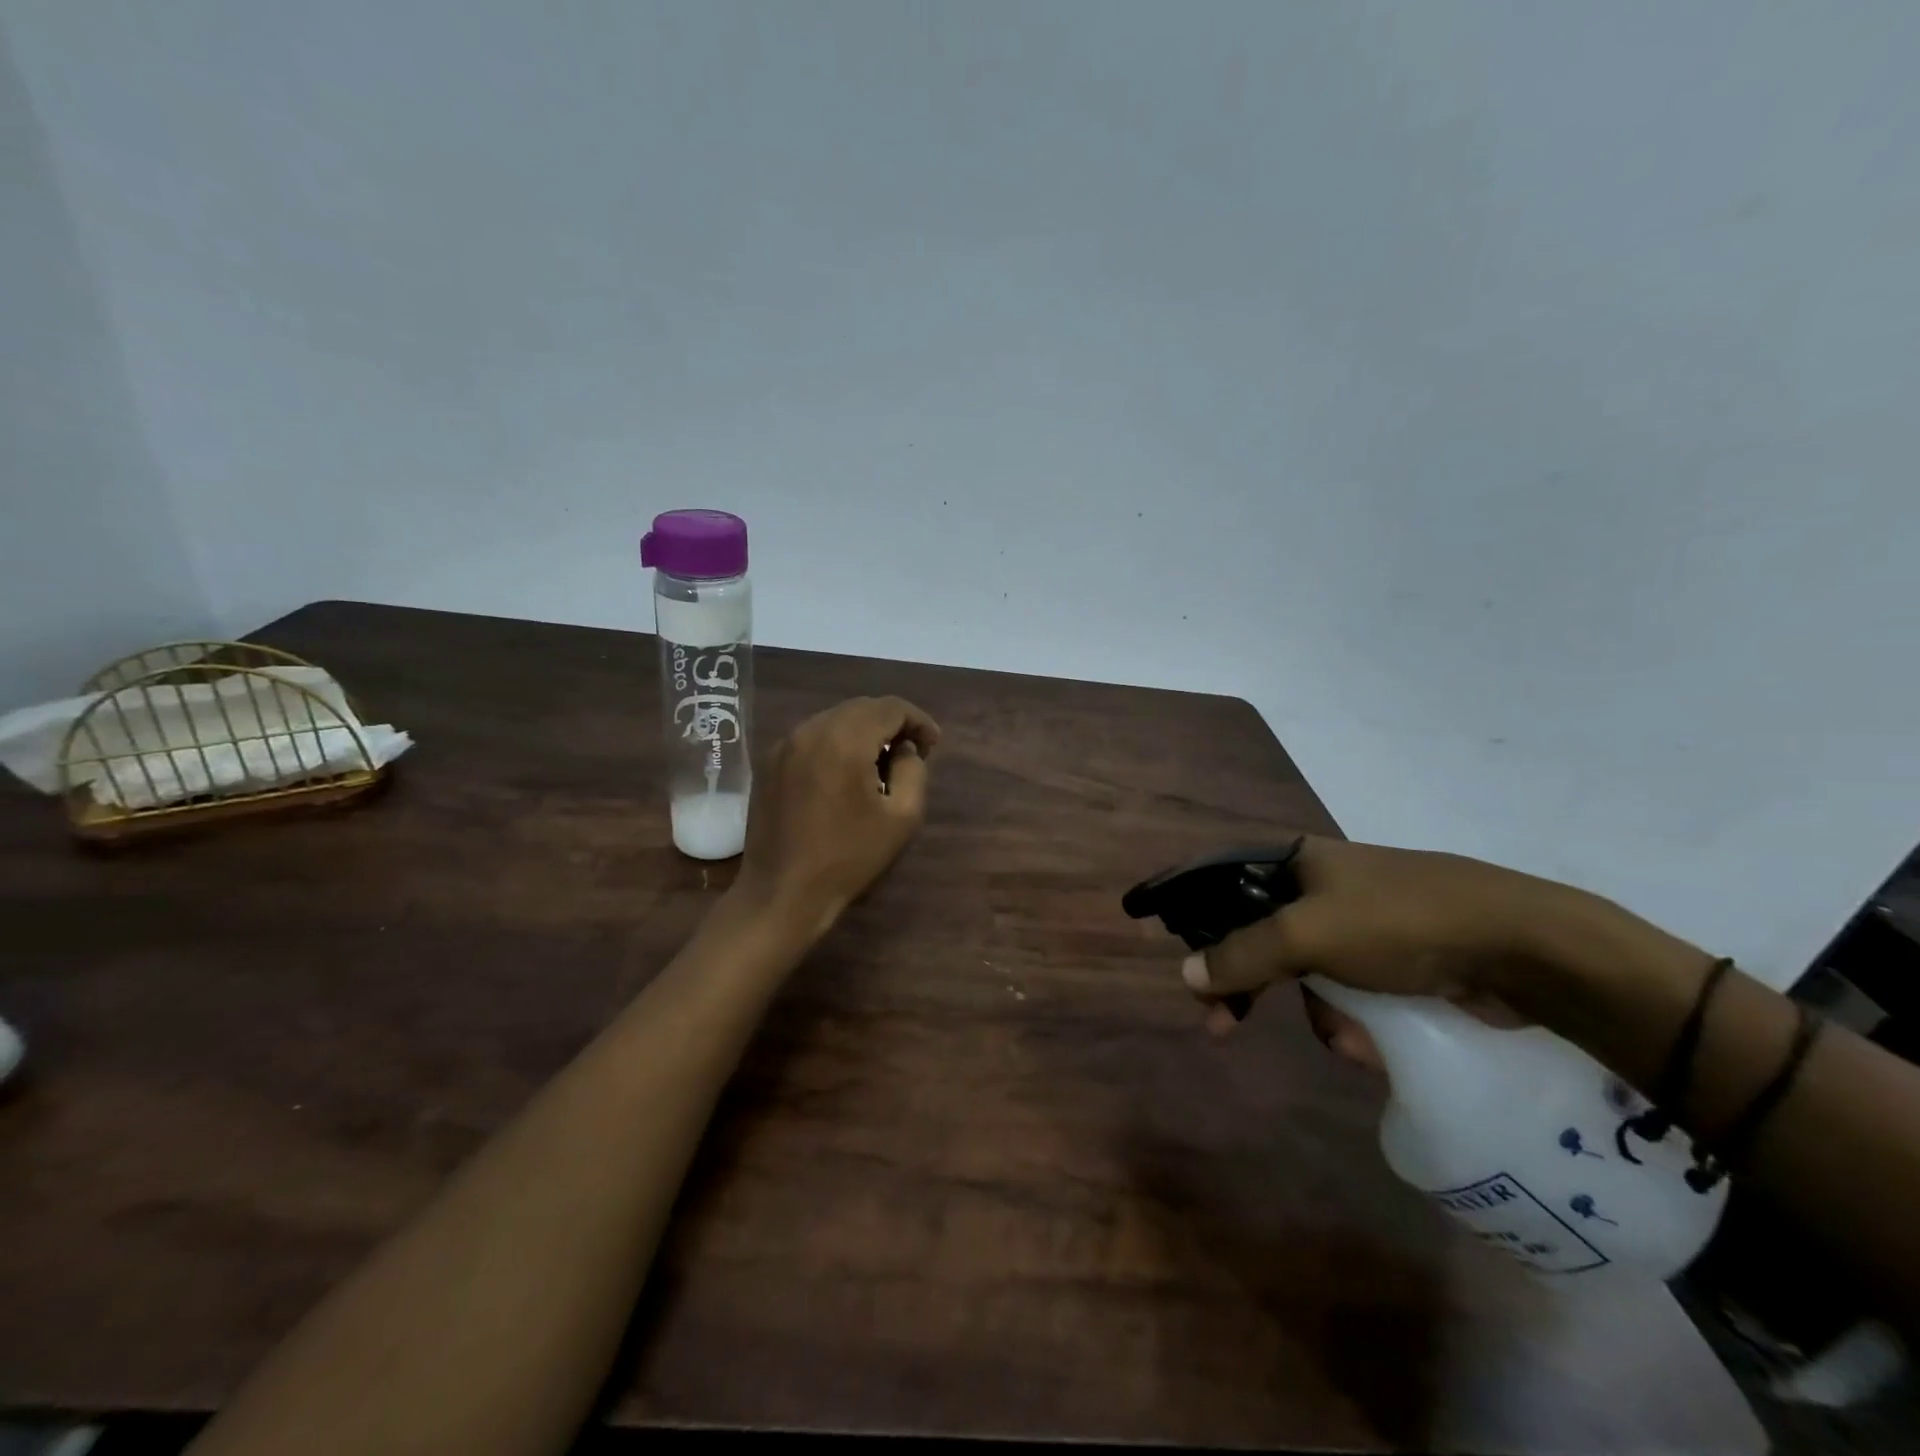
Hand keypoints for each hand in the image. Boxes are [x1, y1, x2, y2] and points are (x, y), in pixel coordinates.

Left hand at [732, 696, 940, 938]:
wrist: (781, 893)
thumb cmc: (848, 858)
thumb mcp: (902, 817)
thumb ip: (914, 771)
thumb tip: (904, 750)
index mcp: (845, 740)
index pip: (890, 707)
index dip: (918, 720)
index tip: (933, 745)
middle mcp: (810, 730)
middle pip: (861, 708)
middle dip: (891, 723)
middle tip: (911, 753)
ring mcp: (784, 744)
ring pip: (834, 719)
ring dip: (863, 731)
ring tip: (880, 763)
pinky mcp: (769, 762)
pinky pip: (812, 737)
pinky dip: (836, 743)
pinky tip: (845, 772)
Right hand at [1180, 837, 1592, 1057]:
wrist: (1524, 947)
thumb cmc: (1400, 923)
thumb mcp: (1308, 935)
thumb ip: (1242, 954)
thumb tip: (1186, 974)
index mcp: (1298, 862)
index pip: (1224, 885)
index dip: (1193, 918)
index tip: (1178, 961)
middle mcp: (1325, 886)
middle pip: (1261, 936)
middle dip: (1247, 984)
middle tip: (1221, 1025)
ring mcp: (1364, 923)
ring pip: (1308, 974)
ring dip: (1318, 1012)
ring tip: (1348, 1039)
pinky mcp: (1399, 959)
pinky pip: (1352, 993)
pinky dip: (1355, 1020)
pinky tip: (1374, 1043)